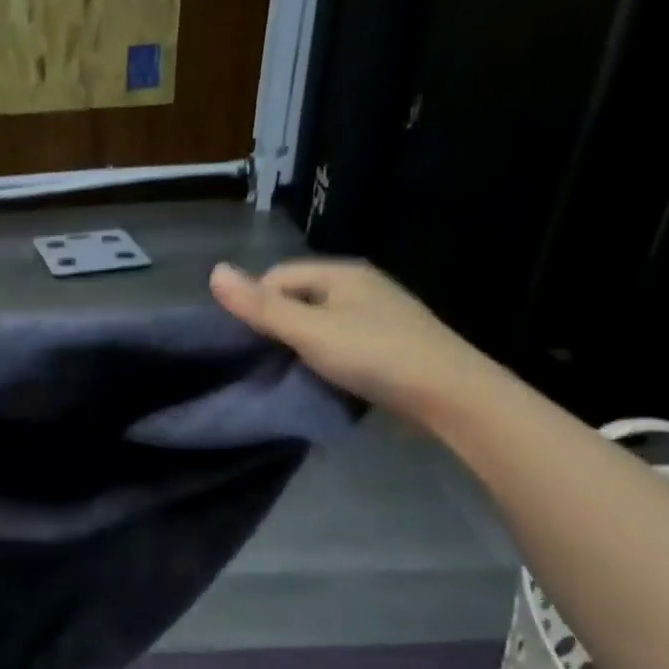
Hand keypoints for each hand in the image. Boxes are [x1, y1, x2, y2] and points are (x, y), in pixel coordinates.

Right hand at [209, 259, 496, 420]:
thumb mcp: (309, 331)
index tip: (247, 342)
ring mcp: (378, 315)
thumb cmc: (375, 356)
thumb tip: (214, 271)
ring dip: (300, 344)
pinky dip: (325, 356)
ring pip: (319, 322)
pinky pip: (341, 341)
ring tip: (290, 372)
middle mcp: (360, 286)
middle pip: (297, 298)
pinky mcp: (390, 343)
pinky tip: (323, 377)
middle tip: (264, 360)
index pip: (276, 277)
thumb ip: (260, 306)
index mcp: (341, 273)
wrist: (454, 397)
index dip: (255, 304)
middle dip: (276, 325)